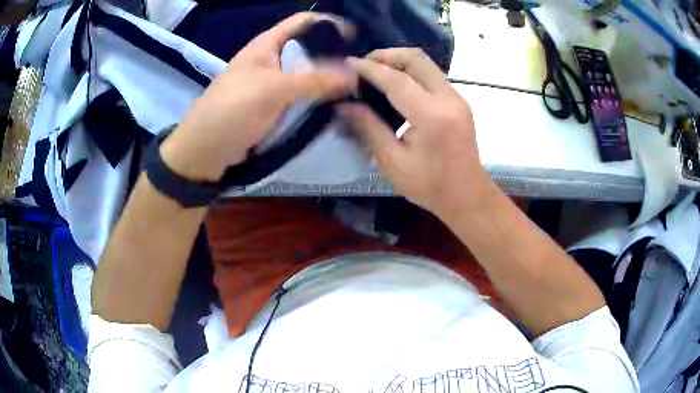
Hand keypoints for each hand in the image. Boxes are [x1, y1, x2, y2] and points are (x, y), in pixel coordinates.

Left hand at [161, 13, 356, 181]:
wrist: (207, 151)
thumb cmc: (233, 110)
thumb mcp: (273, 89)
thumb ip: (315, 79)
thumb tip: (356, 73)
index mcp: (268, 44)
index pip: (303, 22)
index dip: (329, 23)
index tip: (356, 37)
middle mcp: (273, 58)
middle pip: (309, 47)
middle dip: (335, 54)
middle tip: (363, 67)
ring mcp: (275, 82)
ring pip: (308, 72)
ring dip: (329, 77)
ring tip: (358, 85)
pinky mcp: (276, 104)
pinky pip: (303, 94)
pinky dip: (319, 96)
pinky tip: (339, 101)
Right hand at [338, 48, 495, 218]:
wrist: (468, 195)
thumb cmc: (431, 186)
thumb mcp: (393, 162)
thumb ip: (369, 129)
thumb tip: (344, 106)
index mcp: (432, 116)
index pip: (397, 79)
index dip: (370, 69)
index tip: (348, 64)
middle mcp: (448, 99)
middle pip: (416, 59)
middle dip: (386, 55)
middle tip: (363, 65)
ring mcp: (457, 98)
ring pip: (425, 63)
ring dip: (399, 61)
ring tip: (375, 72)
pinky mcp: (458, 101)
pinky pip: (431, 74)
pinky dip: (410, 71)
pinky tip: (395, 84)